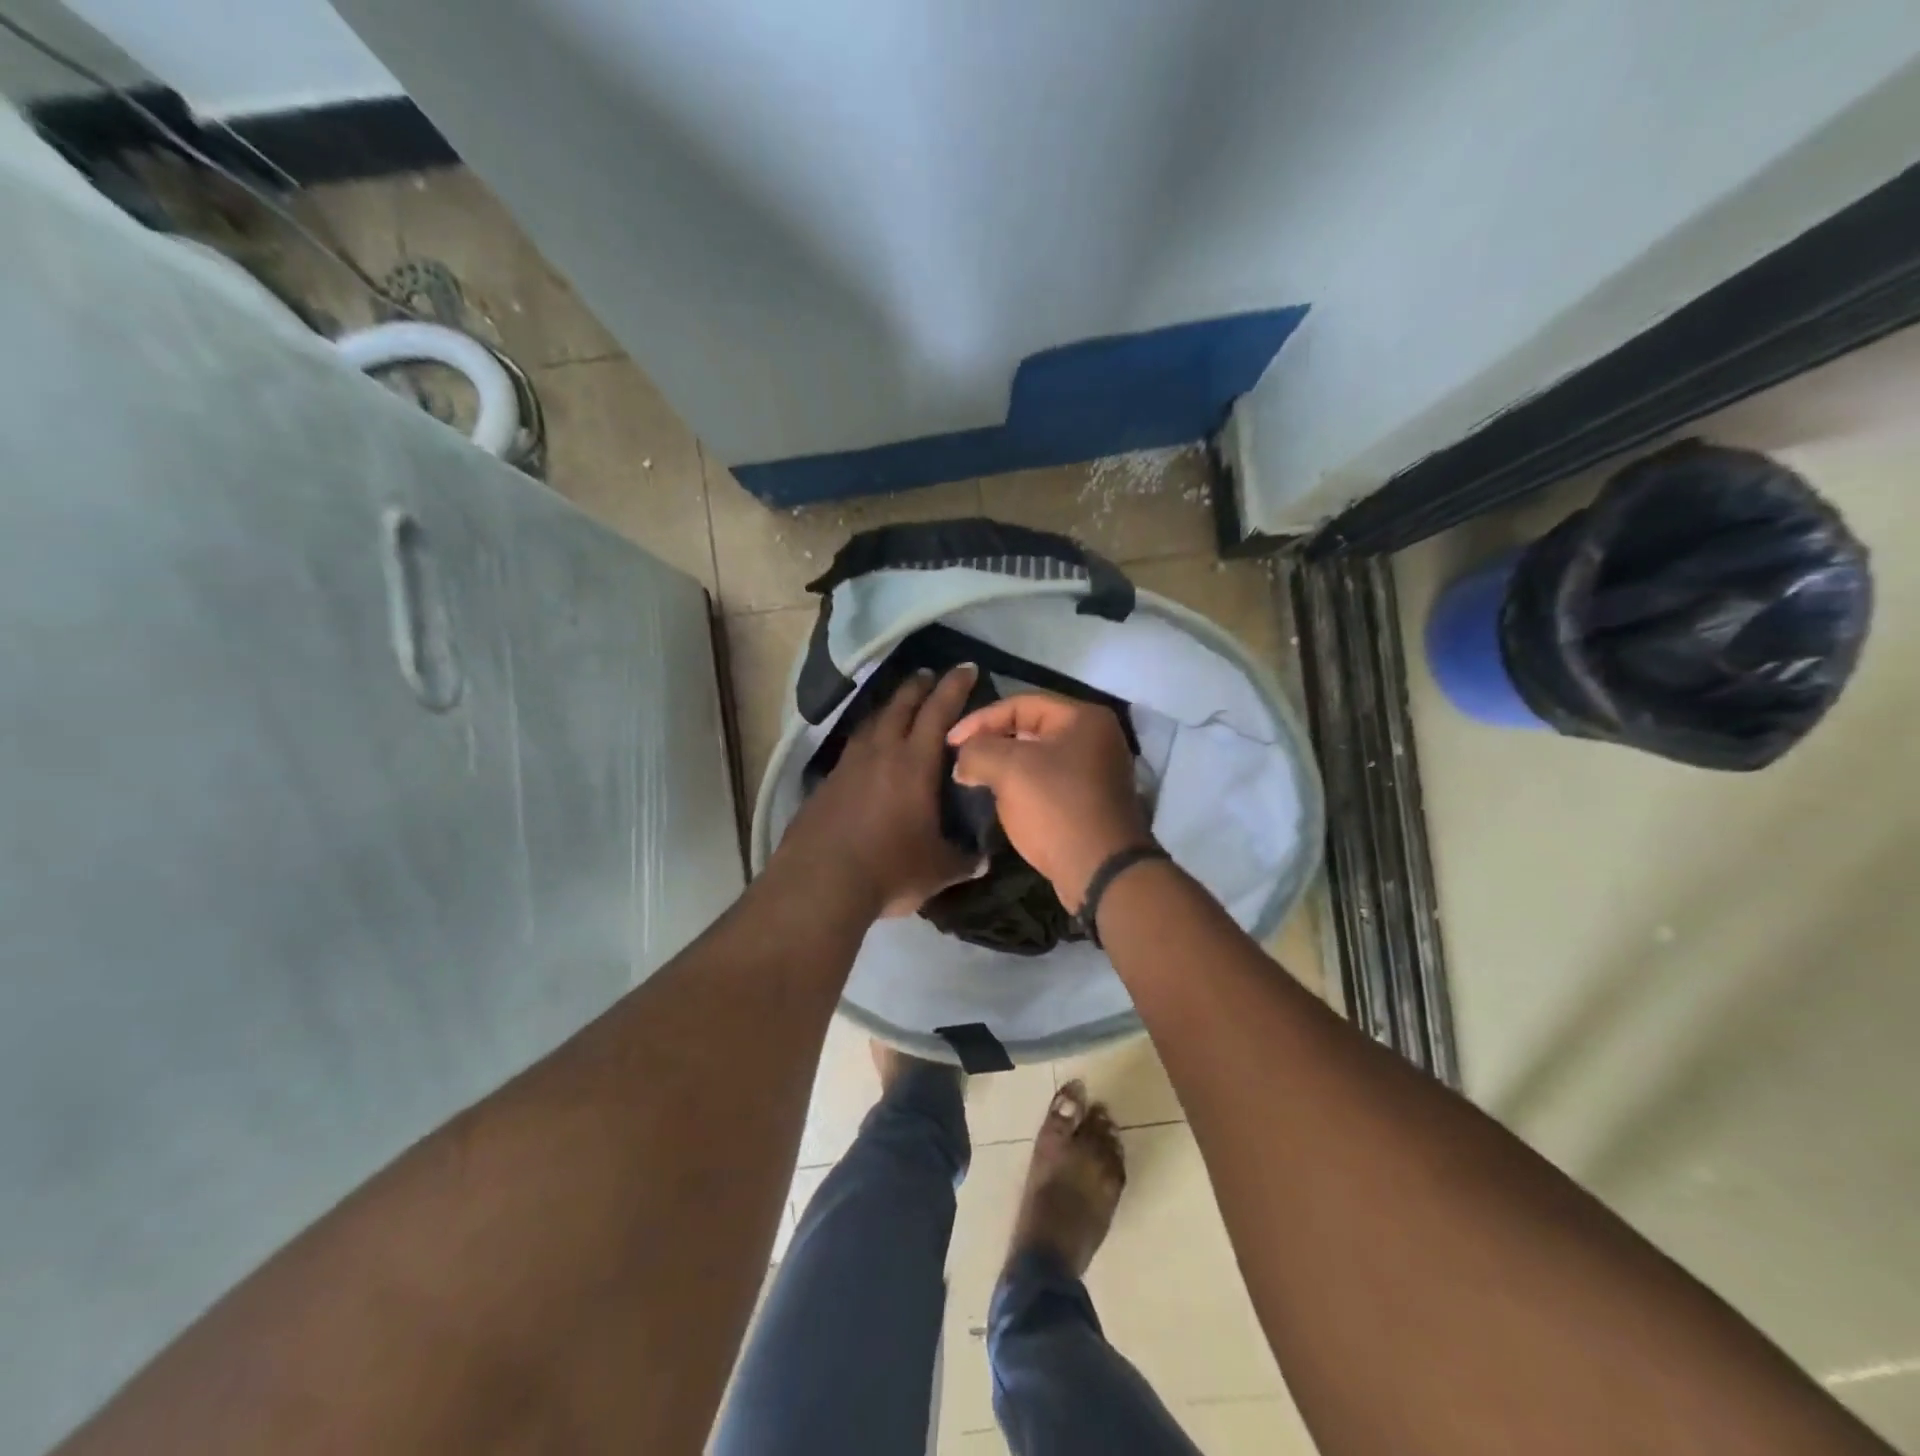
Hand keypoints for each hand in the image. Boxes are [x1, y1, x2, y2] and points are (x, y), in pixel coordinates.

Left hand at [776, 665, 980, 917]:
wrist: (819, 883)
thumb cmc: (889, 869)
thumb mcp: (938, 870)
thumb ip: (964, 860)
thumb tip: (983, 859)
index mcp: (914, 764)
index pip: (938, 712)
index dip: (953, 687)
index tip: (965, 668)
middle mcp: (880, 753)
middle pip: (900, 706)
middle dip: (918, 687)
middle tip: (930, 675)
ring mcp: (848, 766)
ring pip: (872, 723)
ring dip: (889, 708)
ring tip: (898, 706)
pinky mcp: (826, 783)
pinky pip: (853, 748)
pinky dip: (867, 738)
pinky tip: (868, 752)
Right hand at [948, 694, 1150, 911]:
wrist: (1101, 871)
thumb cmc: (1056, 808)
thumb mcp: (1009, 769)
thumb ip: (977, 751)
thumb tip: (963, 760)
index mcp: (1084, 718)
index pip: (1021, 703)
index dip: (980, 719)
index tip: (950, 743)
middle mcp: (1096, 737)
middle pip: (1030, 728)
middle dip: (992, 742)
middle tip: (961, 760)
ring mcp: (1097, 771)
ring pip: (1038, 757)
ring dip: (1004, 766)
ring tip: (974, 779)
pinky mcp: (1091, 801)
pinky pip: (1048, 782)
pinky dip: (1022, 785)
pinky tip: (1000, 799)